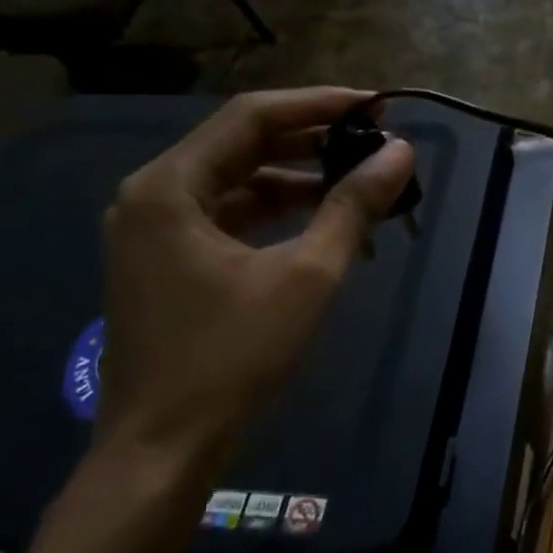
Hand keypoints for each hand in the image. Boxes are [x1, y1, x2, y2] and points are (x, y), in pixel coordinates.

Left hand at [94, 88, 414, 486]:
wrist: (164, 449)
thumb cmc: (233, 357)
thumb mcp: (308, 275)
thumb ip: (353, 205)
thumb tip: (400, 151)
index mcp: (170, 187)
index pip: (252, 117)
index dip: (320, 104)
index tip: (377, 105)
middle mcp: (152, 196)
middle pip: (242, 145)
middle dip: (314, 141)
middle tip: (376, 141)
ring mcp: (155, 231)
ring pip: (238, 182)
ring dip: (300, 180)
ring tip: (363, 184)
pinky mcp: (168, 262)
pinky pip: (230, 217)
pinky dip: (279, 215)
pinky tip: (327, 225)